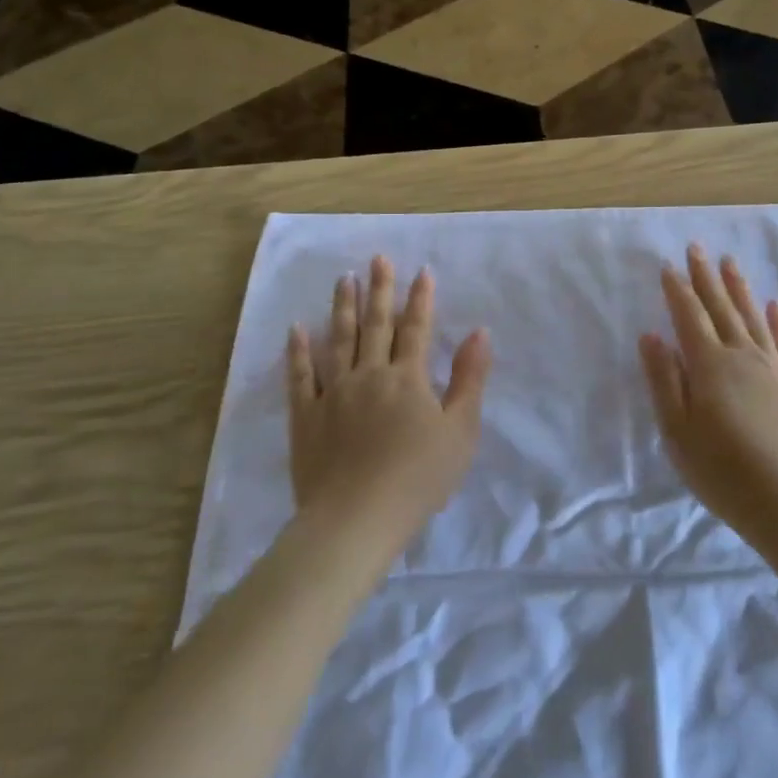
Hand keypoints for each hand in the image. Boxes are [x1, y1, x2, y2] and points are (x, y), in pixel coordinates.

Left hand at [287, 256, 490, 560]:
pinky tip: (297, 329)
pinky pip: (300, 377)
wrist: (356, 519)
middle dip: (380, 289)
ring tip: (344, 279)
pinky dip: (298, 351)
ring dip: (343, 308)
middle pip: (376, 325)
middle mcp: (370, 374)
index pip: (416, 329)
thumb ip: (469, 378)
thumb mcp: (460, 430)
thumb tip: (480, 332)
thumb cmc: (418, 478)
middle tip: (377, 258)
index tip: (422, 271)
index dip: (421, 299)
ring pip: (338, 341)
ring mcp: (334, 393)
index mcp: (408, 378)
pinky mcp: (306, 417)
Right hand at [639, 246, 777, 538]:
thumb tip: (651, 335)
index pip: (689, 316)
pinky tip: (775, 305)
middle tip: (697, 248)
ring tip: (730, 263)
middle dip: (706, 277)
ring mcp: (774, 369)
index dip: (677, 289)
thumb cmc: (723, 472)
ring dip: (740, 289)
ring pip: (753, 318)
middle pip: (721, 308)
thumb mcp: (678, 431)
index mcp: (710, 365)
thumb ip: (664, 380)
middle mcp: (743, 356)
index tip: (668, 265)